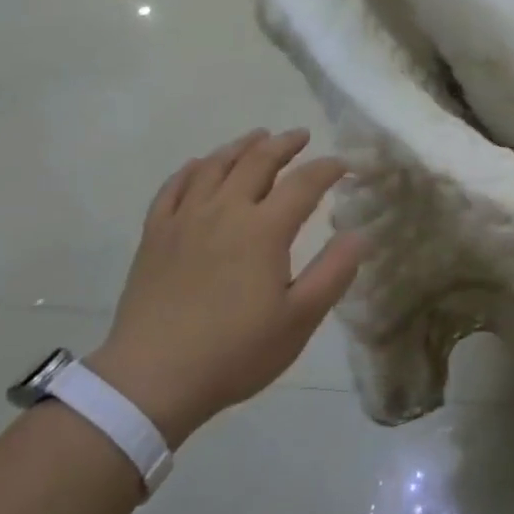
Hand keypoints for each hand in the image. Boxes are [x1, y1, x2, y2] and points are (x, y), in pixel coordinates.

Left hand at [88, 129, 364, 447]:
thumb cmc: (235, 352)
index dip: (327, 169)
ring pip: (215, 166)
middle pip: (257, 162)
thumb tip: (360, 234)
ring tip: (256, 138)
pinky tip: (198, 166)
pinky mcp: (155, 234)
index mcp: (264, 230)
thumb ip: (333, 273)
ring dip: (240, 147)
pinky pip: (173, 187)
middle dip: (284, 144)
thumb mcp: (298, 320)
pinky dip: (191, 169)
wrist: (153, 377)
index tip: (343, 164)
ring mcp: (185, 219)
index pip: (304, 184)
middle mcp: (225, 211)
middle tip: (300, 136)